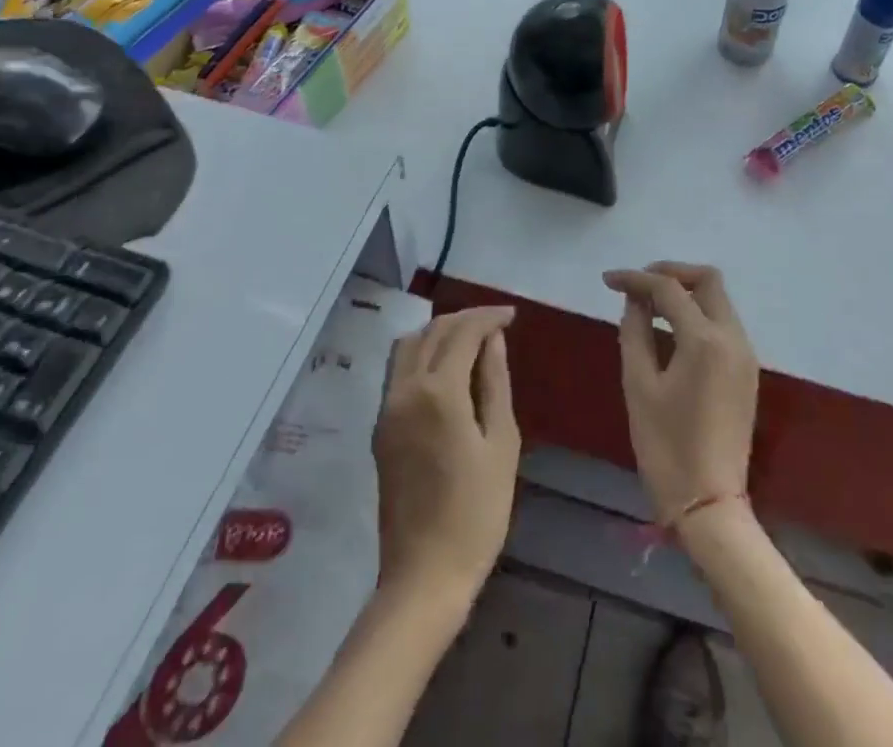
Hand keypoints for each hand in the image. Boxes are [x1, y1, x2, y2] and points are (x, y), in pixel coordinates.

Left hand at [373, 306, 520, 607]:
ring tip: (472, 340)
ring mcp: (387, 409)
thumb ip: (495, 383)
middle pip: (432, 331)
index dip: (487, 317)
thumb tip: (493, 340)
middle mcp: (405, 390)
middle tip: (496, 324)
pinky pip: (399, 370)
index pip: (461, 332)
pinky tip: (447, 368)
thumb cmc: (476, 513)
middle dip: (465, 319)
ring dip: (439, 332)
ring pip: (409, 346)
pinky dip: (423, 354)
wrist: (424, 577)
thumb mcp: (501, 444)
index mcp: (438, 392)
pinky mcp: (381, 428)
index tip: (512, 316)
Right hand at [602, 263, 757, 527]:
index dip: (636, 279)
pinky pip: (722, 324)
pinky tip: (670, 331)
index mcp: (705, 341)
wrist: (710, 507)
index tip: (608, 280)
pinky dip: (697, 315)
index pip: (669, 289)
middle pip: (708, 281)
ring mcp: (745, 355)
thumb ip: (635, 332)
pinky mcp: (746, 372)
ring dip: (685, 293)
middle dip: (671, 274)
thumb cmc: (666, 448)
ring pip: (718, 300)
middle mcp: (733, 338)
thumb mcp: (639, 386)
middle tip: (638, 285)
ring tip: (648, 306)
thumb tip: (635, 301)